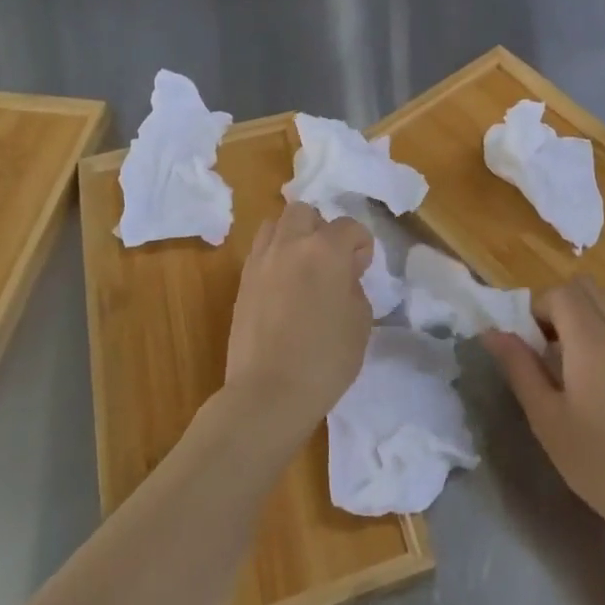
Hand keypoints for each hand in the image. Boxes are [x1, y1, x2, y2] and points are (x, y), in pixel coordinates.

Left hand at [221, 203, 373, 443]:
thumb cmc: (325, 359)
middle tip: (330, 259)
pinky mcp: (242, 282)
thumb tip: (343, 276)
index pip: (349, 226)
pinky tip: (283, 285)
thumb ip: (354, 286)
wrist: (269, 393)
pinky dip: (274, 256)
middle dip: (321, 228)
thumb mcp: (360, 322)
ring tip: (303, 266)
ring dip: (293, 236)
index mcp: (325, 249)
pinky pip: (260, 251)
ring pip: (275, 224)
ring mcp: (261, 261)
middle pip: (305, 212)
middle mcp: (290, 244)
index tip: (362, 268)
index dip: (361, 245)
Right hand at [484, 276, 604, 546]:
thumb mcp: (547, 418)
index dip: (538, 309)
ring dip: (586, 318)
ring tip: (575, 366)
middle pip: (587, 288)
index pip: (560, 293)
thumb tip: (492, 332)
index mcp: (593, 341)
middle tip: (550, 348)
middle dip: (562, 306)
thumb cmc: (599, 462)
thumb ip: (519, 367)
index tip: (531, 344)